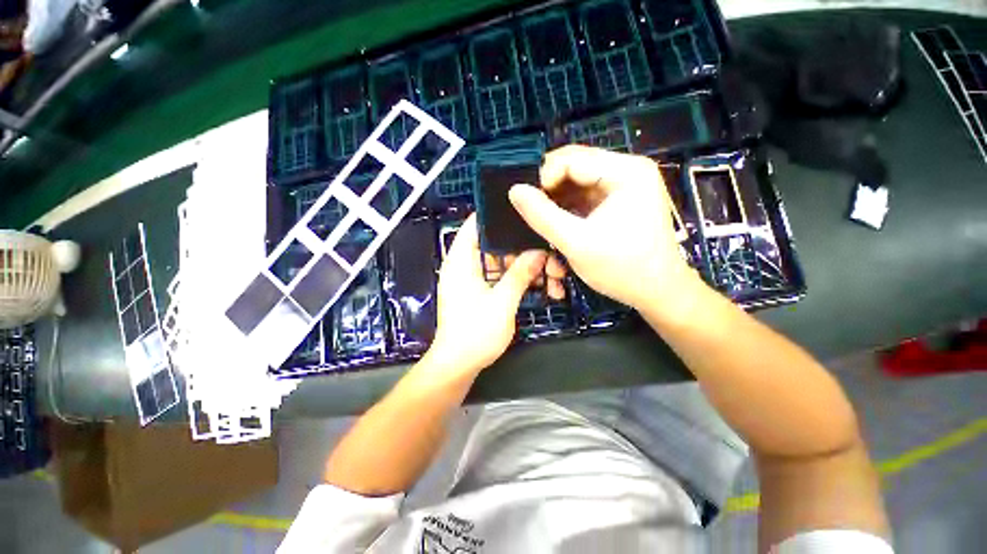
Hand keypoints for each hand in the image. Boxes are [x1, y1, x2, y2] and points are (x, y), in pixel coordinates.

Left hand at [427, 215, 547, 375]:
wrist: (459, 365)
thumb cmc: (475, 332)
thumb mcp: (502, 302)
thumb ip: (520, 274)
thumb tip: (539, 252)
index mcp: (461, 261)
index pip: (475, 226)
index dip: (496, 216)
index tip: (522, 211)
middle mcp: (464, 266)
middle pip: (493, 244)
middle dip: (520, 247)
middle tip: (546, 247)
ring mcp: (472, 280)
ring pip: (500, 262)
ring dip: (523, 266)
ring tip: (550, 270)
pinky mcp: (479, 292)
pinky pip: (499, 277)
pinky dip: (516, 279)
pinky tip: (539, 285)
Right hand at [509, 145, 700, 312]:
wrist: (657, 293)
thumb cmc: (622, 268)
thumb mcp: (576, 243)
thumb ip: (542, 216)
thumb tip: (515, 190)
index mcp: (625, 171)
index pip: (571, 159)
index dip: (543, 178)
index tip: (528, 205)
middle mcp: (627, 170)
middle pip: (574, 167)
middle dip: (549, 190)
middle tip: (532, 214)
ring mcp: (623, 186)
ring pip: (576, 183)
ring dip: (556, 202)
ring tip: (543, 222)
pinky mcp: (618, 201)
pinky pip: (584, 196)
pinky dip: (567, 209)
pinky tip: (558, 225)